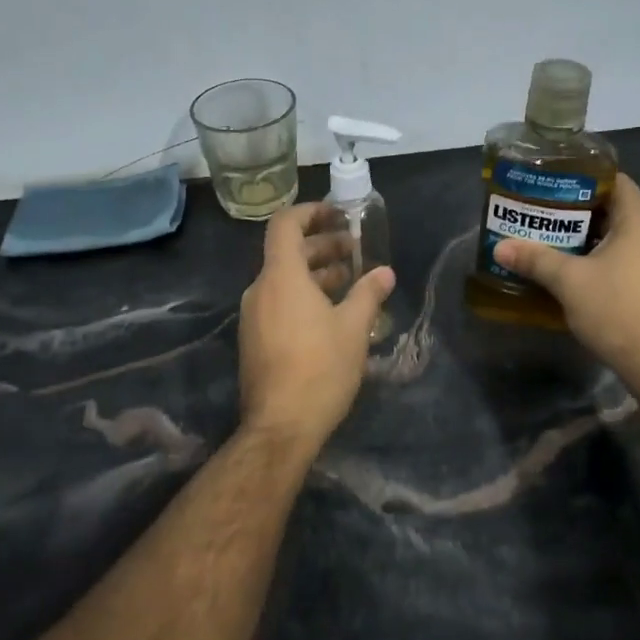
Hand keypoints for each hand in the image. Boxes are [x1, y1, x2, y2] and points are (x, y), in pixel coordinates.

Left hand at [238, 204, 395, 450]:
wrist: (281, 427)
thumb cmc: (320, 369)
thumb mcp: (353, 328)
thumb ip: (368, 294)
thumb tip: (385, 272)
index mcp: (281, 277)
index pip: (285, 225)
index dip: (310, 212)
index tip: (337, 215)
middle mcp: (260, 290)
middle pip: (287, 252)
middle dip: (322, 246)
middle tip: (355, 250)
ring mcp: (254, 316)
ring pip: (284, 280)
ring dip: (316, 273)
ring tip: (349, 280)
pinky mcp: (255, 339)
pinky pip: (279, 302)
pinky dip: (304, 295)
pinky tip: (332, 313)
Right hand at [493, 176, 639, 394]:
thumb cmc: (617, 310)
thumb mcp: (569, 282)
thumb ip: (535, 259)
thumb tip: (499, 247)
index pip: (616, 181)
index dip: (584, 179)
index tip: (553, 186)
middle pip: (617, 210)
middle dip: (581, 213)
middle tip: (545, 216)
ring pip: (624, 238)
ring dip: (592, 239)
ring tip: (556, 243)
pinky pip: (631, 260)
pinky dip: (607, 260)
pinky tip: (580, 274)